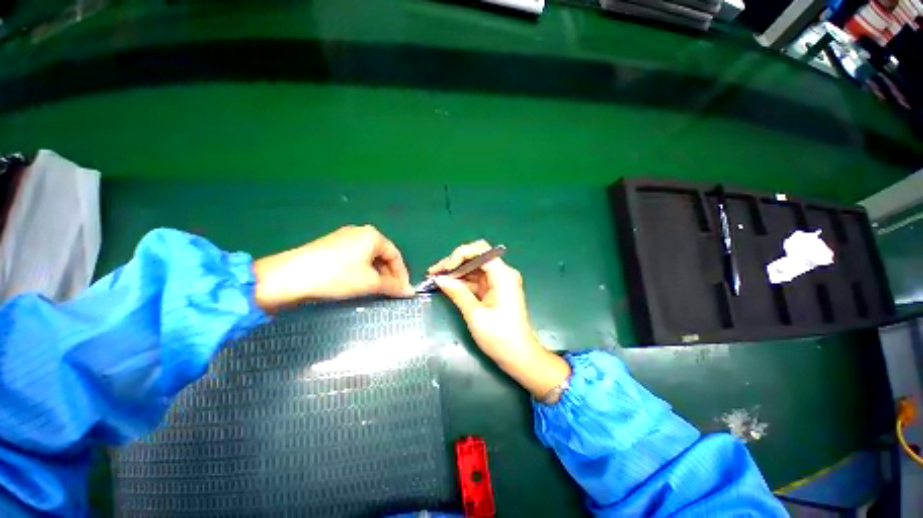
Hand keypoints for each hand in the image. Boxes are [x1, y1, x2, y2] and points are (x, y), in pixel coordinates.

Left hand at [253, 225, 413, 310]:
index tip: (404, 291)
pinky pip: (355, 258)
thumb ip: (393, 287)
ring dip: (376, 274)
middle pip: (382, 255)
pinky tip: (358, 282)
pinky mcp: (330, 246)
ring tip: (376, 290)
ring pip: (368, 257)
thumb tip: (410, 292)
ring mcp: (343, 237)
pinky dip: (362, 271)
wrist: (290, 277)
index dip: (402, 275)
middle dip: (388, 275)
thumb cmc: (338, 276)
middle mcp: (360, 232)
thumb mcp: (370, 283)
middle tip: (390, 293)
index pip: (396, 256)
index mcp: (373, 235)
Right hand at [430, 240, 569, 399]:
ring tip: (436, 278)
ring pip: (474, 269)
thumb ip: (457, 292)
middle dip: (455, 262)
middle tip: (435, 272)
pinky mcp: (495, 292)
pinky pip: (476, 281)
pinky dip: (463, 282)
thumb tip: (440, 279)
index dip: (459, 255)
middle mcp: (503, 274)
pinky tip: (448, 286)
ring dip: (456, 272)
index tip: (444, 269)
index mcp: (503, 274)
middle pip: (476, 257)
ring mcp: (499, 282)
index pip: (480, 251)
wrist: (520, 357)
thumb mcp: (475, 314)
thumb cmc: (500, 337)